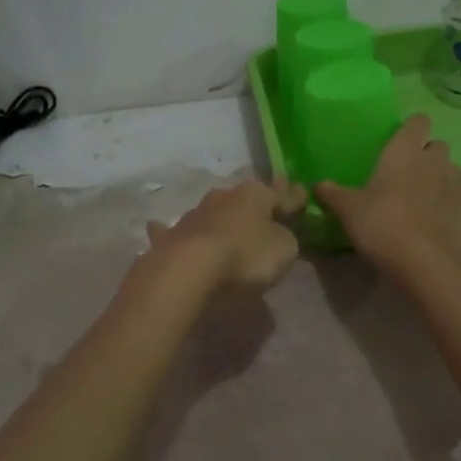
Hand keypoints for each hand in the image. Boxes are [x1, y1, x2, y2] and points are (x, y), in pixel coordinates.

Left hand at [145, 174, 307, 294]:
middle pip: (244, 199)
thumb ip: (285, 238)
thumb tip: (277, 232)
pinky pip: (175, 231)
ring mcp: (194, 214)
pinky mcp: (171, 236)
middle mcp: (223, 197)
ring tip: (226, 225)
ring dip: (220, 217)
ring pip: (212, 211)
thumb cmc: (246, 256)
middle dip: (254, 203)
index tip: (302, 191)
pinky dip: (170, 230)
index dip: (294, 196)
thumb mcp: (284, 249)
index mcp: (255, 195)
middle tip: (264, 206)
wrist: (189, 270)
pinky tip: (159, 227)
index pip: (281, 194)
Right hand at [316, 115, 460, 275]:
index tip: (402, 142)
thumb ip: (332, 194)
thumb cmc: (380, 227)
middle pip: (436, 145)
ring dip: (446, 175)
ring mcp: (460, 180)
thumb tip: (317, 184)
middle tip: (410, 178)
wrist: (423, 263)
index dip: (411, 129)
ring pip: (456, 166)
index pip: (415, 123)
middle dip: (426, 156)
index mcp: (402, 152)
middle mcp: (434, 159)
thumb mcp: (348, 211)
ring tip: (434, 195)